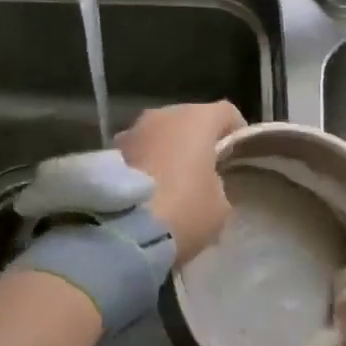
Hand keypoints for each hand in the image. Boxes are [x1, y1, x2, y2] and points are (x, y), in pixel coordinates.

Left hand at [114, 101, 245, 264]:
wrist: (123, 233)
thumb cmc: (184, 211)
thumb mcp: (220, 205)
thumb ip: (217, 184)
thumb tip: (204, 181)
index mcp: (196, 119)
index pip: (226, 112)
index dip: (236, 131)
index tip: (237, 155)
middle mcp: (162, 115)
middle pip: (188, 120)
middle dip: (197, 140)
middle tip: (205, 170)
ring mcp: (131, 131)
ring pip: (159, 135)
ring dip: (168, 151)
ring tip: (173, 182)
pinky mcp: (108, 152)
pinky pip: (139, 152)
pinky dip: (146, 164)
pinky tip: (149, 191)